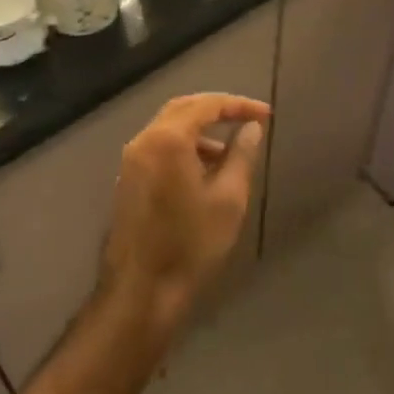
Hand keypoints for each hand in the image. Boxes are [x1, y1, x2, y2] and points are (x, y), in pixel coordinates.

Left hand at [101, 93, 270, 323]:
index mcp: (168, 139)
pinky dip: (183, 146)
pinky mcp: (128, 177)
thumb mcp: (228, 199)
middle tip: (247, 119)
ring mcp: (131, 159)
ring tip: (230, 152)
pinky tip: (204, 170)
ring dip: (199, 130)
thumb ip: (241, 156)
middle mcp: (144, 139)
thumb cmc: (191, 244)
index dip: (238, 105)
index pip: (207, 105)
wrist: (141, 288)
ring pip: (168, 127)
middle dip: (217, 109)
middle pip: (183, 108)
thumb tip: (251, 128)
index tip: (265, 115)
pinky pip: (158, 146)